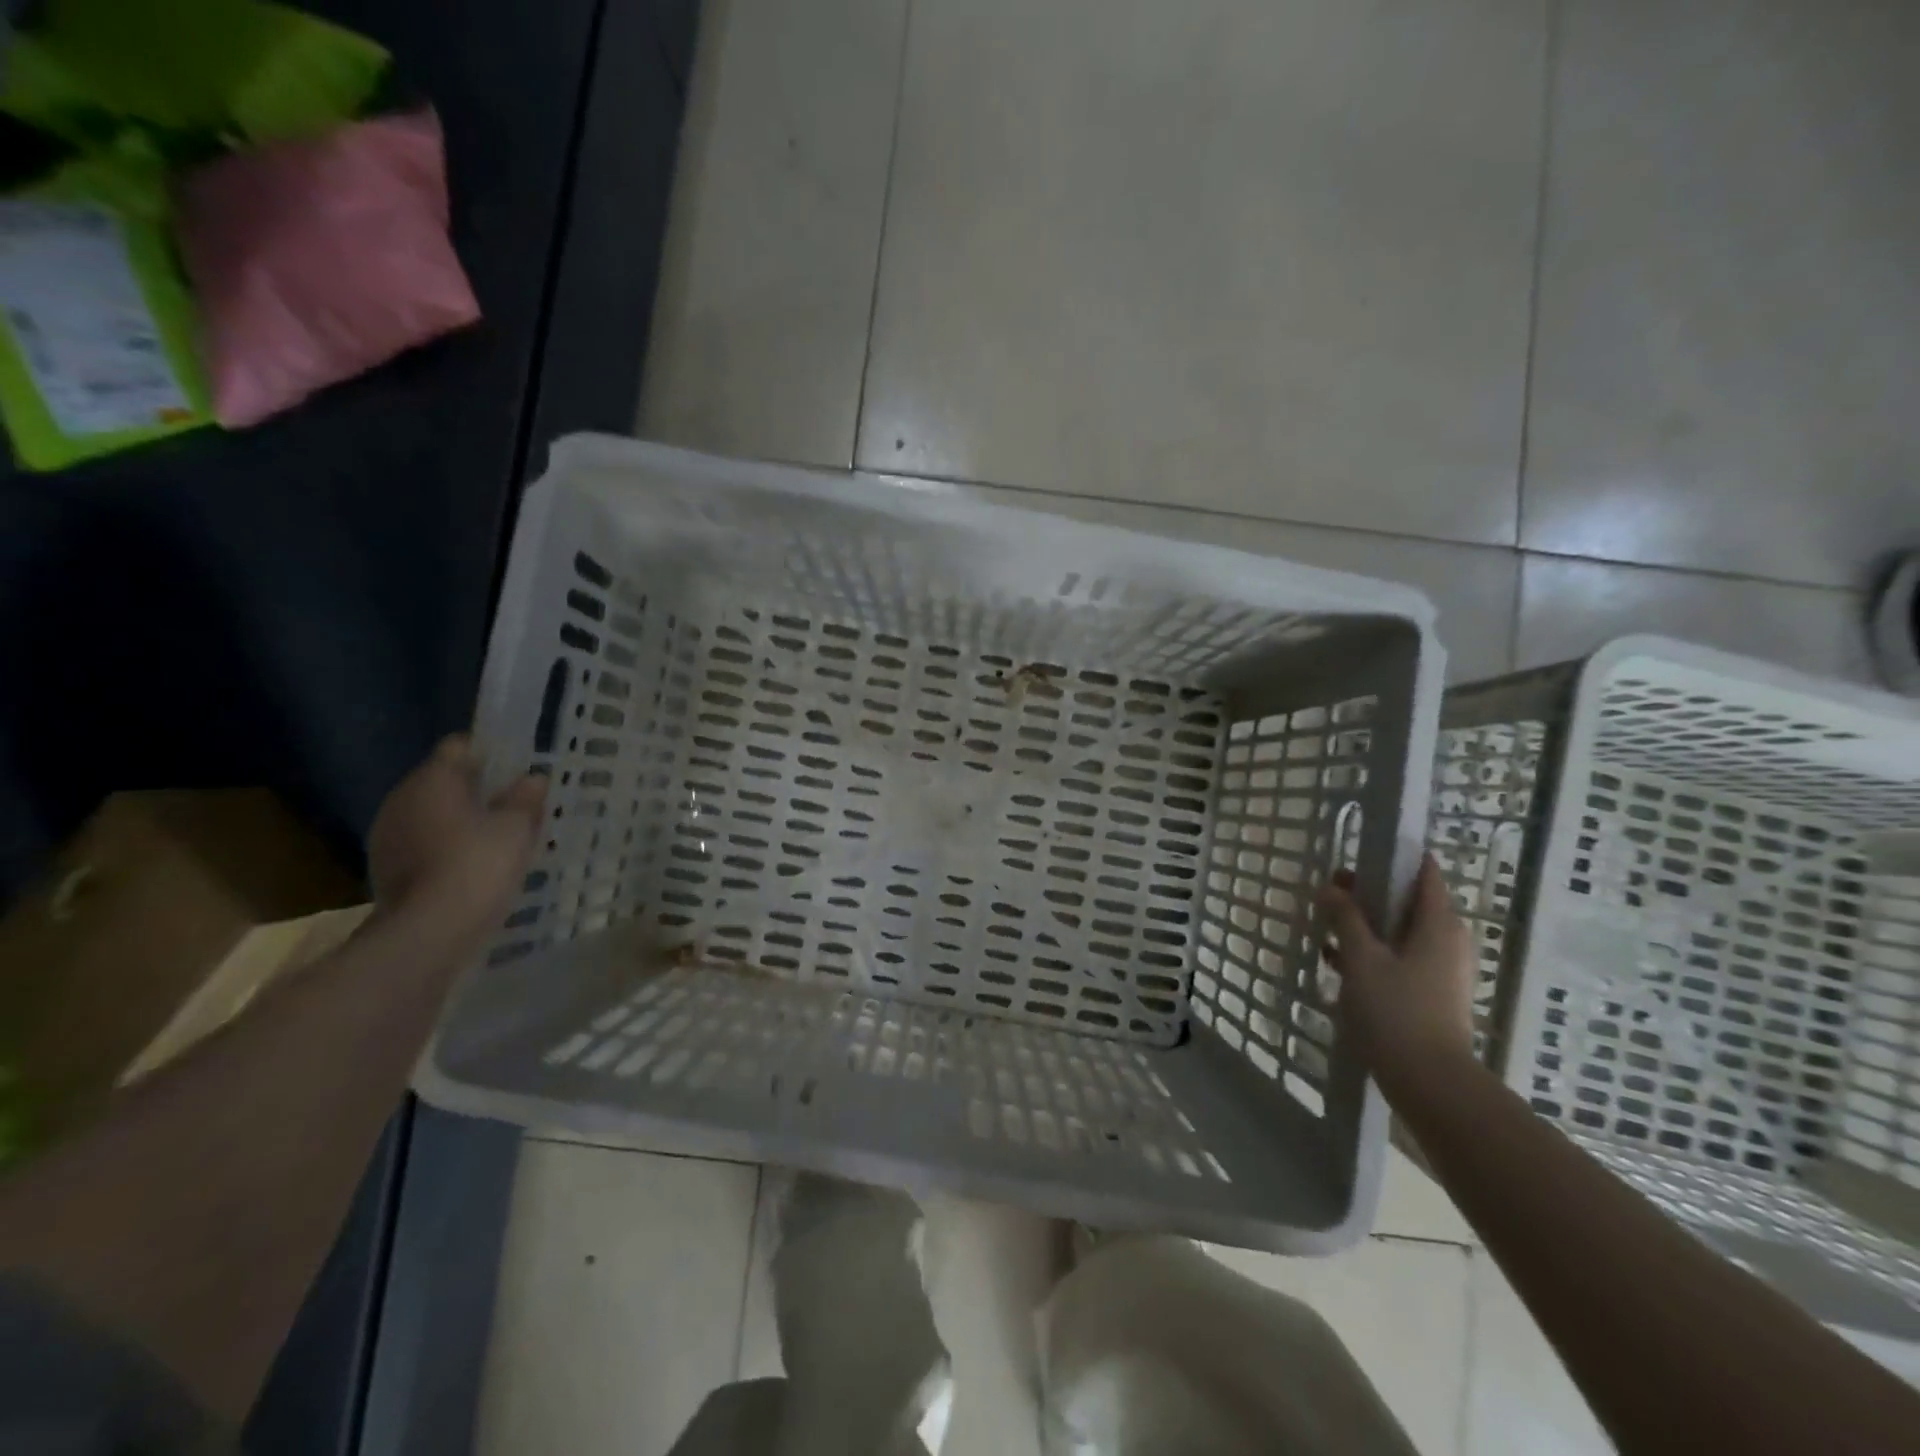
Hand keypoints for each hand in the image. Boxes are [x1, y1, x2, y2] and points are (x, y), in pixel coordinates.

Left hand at [368, 735, 546, 937]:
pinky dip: (446, 847)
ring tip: (497, 837)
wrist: (429, 932)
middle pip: (443, 780)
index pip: (460, 746)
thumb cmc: (479, 865)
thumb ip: (526, 798)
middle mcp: (402, 798)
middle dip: (477, 789)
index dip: (491, 752)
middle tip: (515, 804)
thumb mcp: (518, 827)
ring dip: (460, 820)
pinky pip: (423, 843)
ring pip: (432, 814)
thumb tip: (532, 778)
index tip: (518, 767)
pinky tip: (473, 865)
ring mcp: (387, 835)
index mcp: (433, 779)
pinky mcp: (385, 868)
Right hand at [1318, 856, 1476, 1089]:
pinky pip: (1399, 958)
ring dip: (1366, 924)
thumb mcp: (1362, 958)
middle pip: (1409, 902)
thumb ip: (1345, 918)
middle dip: (1370, 893)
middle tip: (1330, 889)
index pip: (1425, 873)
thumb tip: (1330, 888)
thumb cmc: (1397, 1010)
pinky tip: (1336, 961)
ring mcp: (1441, 970)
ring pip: (1400, 932)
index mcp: (1438, 924)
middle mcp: (1447, 941)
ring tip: (1326, 924)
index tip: (1361, 850)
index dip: (1395, 857)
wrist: (1430, 1081)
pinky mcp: (1431, 994)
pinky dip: (1372, 952)